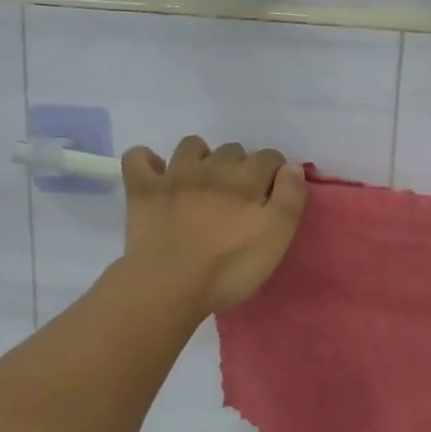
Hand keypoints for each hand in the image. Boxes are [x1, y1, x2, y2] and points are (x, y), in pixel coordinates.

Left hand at [119, 136, 308, 315]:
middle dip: (240, 164)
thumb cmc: (229, 269)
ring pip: (190, 146)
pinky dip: (146, 161)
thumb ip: (289, 199)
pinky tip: (154, 173)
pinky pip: (138, 158)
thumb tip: (292, 168)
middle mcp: (211, 168)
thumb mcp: (276, 239)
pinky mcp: (143, 190)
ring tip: (201, 181)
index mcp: (245, 180)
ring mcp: (174, 176)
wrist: (170, 285)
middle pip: (232, 150)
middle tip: (238, 194)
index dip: (275, 170)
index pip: (269, 157)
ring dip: (200, 157)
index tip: (274, 190)